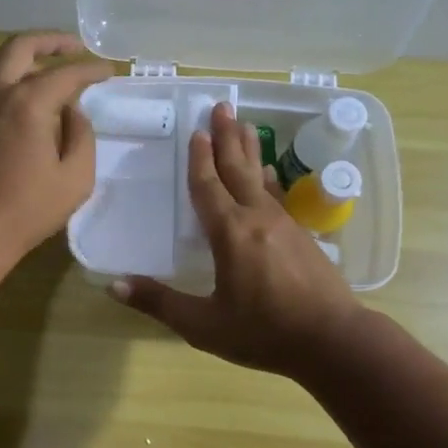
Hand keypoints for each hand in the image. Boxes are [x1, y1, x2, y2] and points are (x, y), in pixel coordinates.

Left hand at [0, 31, 113, 268]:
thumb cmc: (26, 211)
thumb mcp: (75, 179)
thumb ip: (82, 136)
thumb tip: (73, 112)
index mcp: (27, 103)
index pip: (66, 73)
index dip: (91, 69)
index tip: (108, 70)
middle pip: (22, 47)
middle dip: (52, 41)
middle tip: (74, 47)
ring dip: (23, 56)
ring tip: (44, 65)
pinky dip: (3, 78)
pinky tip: (16, 96)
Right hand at [112, 102, 371, 376]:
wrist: (334, 341)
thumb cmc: (264, 332)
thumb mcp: (204, 325)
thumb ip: (159, 303)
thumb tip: (113, 286)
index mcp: (230, 234)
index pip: (209, 187)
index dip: (199, 160)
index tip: (196, 132)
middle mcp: (257, 219)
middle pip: (237, 170)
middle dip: (227, 138)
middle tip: (222, 106)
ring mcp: (284, 225)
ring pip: (260, 178)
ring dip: (249, 150)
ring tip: (244, 125)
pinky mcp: (302, 236)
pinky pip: (277, 196)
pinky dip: (268, 178)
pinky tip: (268, 173)